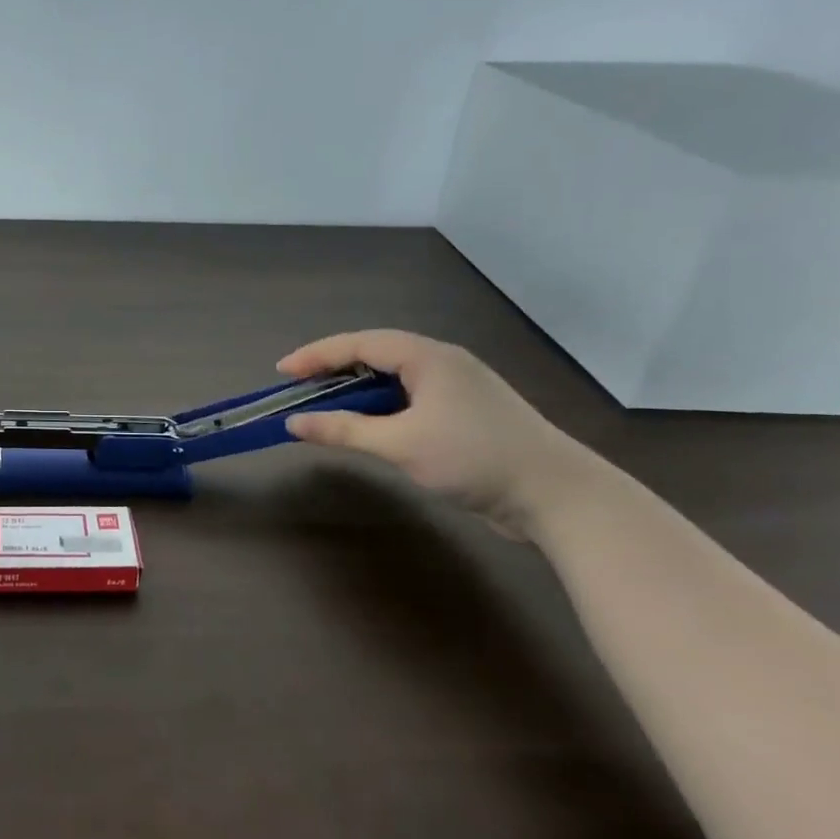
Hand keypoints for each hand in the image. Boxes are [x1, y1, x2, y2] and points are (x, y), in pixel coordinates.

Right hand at [277, 330, 591, 538]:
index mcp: (427, 357)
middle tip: (299, 386)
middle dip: (334, 367)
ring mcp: (458, 386)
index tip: (282, 370)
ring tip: (326, 404)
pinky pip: (411, 396)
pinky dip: (381, 404)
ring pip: (394, 376)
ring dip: (357, 388)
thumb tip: (295, 422)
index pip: (359, 344)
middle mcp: (442, 362)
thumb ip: (344, 430)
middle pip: (376, 353)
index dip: (317, 354)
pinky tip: (370, 423)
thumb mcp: (400, 444)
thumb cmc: (474, 458)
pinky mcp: (467, 411)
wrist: (557, 494)